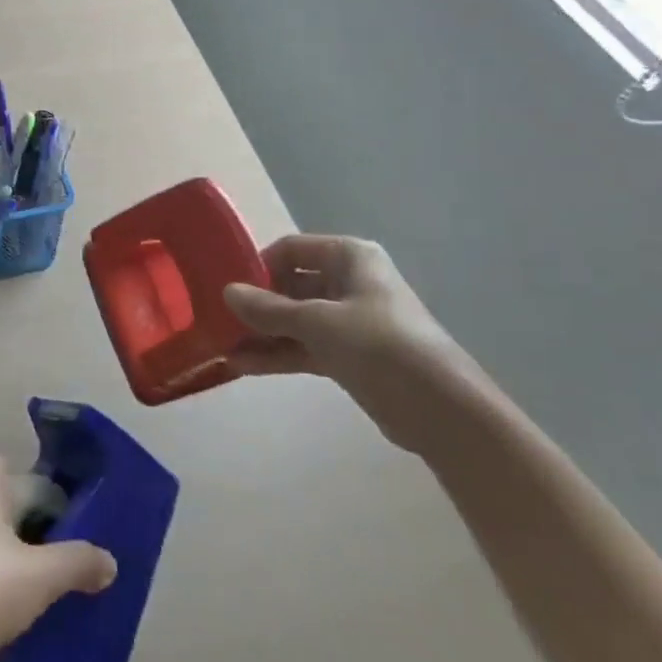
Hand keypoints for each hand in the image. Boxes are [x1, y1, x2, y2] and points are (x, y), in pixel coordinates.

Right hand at [223, 235, 491, 456]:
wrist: (443, 412)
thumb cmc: (381, 346)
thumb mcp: (318, 322)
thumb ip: (269, 308)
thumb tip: (226, 292)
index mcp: (349, 257)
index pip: (291, 249)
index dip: (259, 265)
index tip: (229, 287)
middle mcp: (349, 282)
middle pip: (291, 285)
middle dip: (256, 305)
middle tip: (218, 320)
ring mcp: (349, 321)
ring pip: (295, 320)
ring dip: (262, 333)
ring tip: (222, 346)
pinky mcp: (350, 356)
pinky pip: (304, 347)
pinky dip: (277, 354)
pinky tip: (242, 366)